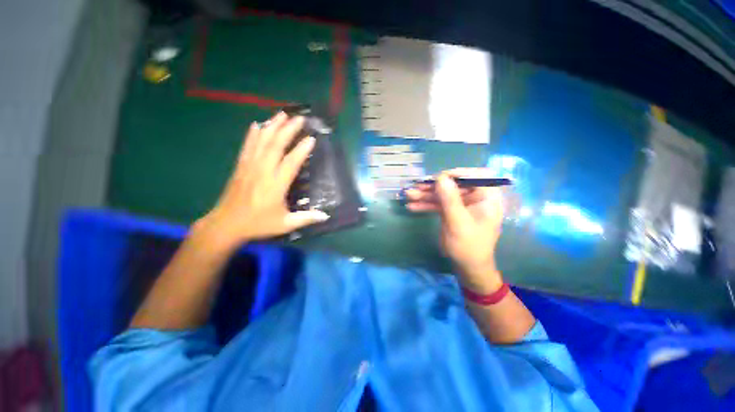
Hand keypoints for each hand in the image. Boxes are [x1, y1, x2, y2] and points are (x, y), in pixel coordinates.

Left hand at [197, 112, 328, 249]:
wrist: (226, 224)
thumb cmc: (258, 224)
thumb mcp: (285, 224)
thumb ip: (306, 218)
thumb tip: (325, 216)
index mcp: (276, 185)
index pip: (291, 162)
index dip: (301, 149)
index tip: (311, 138)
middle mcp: (263, 171)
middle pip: (276, 145)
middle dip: (288, 129)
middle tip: (300, 118)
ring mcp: (249, 167)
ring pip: (261, 142)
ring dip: (272, 126)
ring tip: (281, 114)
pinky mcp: (240, 167)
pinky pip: (247, 146)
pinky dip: (253, 134)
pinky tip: (257, 124)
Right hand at [405, 168, 503, 291]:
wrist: (467, 267)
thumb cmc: (469, 247)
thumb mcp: (458, 223)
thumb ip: (450, 200)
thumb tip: (441, 177)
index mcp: (487, 198)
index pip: (476, 176)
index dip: (457, 173)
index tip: (438, 178)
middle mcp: (475, 198)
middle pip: (454, 185)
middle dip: (434, 187)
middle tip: (416, 186)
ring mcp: (462, 204)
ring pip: (443, 194)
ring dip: (426, 195)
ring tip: (408, 195)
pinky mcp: (452, 211)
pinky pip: (439, 204)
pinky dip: (426, 205)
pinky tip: (412, 206)